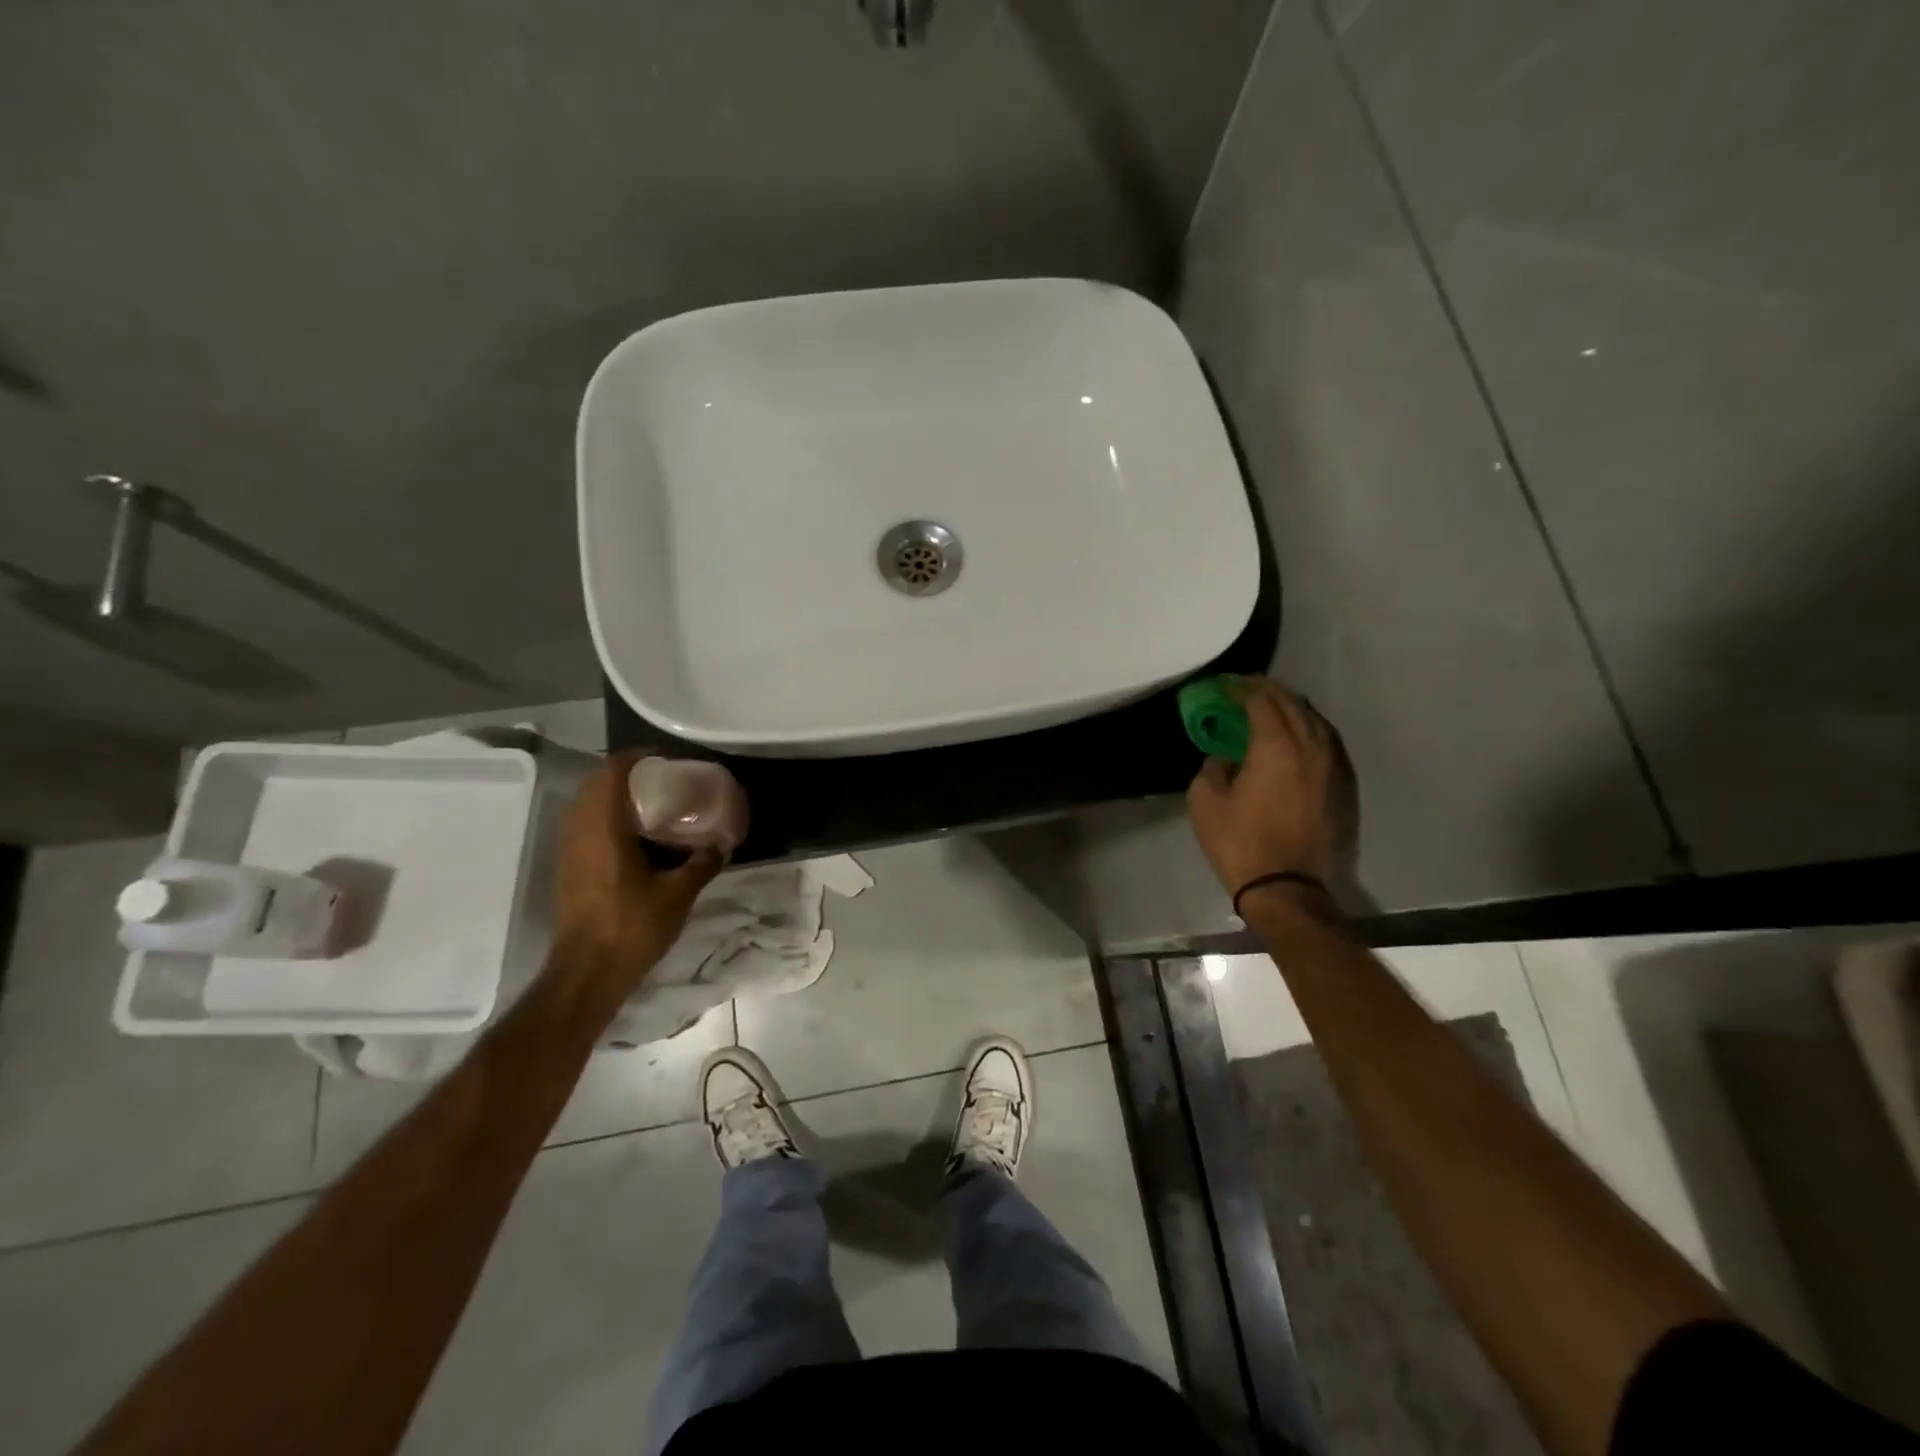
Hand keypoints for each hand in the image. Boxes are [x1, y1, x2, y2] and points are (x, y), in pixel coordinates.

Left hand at [550, 751, 723, 1001]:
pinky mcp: (567, 868)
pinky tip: (632, 836)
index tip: (663, 759)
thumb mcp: (678, 893)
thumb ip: (701, 864)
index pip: (612, 773)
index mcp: (604, 827)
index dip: (636, 759)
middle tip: (660, 780)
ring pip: (585, 805)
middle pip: (595, 784)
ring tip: (648, 804)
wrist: (587, 971)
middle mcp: (579, 831)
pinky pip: (583, 826)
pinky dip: (604, 818)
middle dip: (625, 775)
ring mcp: (568, 850)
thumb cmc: (632, 925)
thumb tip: (720, 845)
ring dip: (611, 796)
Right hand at [1186, 675, 1343, 896]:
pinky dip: (1306, 730)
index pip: (1261, 700)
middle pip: (1292, 704)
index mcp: (1276, 745)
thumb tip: (1226, 755)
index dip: (1241, 688)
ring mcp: (1331, 767)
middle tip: (1243, 689)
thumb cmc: (1239, 842)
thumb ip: (1213, 766)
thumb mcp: (1204, 801)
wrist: (1286, 889)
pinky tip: (1293, 738)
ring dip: (1290, 709)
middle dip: (1267, 691)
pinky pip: (1324, 743)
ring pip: (1314, 721)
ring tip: (1269, 708)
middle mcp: (1310, 747)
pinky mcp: (1340, 787)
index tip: (1223, 685)